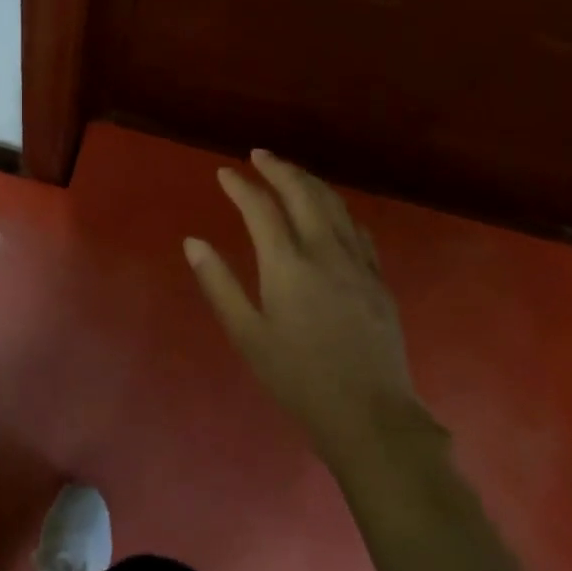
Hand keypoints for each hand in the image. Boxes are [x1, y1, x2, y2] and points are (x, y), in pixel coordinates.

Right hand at [185, 149, 422, 459]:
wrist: (370, 415)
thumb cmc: (298, 378)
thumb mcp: (247, 335)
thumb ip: (219, 283)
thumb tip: (193, 242)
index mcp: (287, 264)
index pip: (261, 209)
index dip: (241, 186)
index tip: (225, 173)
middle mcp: (324, 251)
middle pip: (302, 193)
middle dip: (278, 168)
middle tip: (260, 155)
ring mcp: (357, 262)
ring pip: (333, 203)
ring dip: (309, 180)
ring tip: (290, 171)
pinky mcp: (378, 278)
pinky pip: (357, 228)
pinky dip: (338, 207)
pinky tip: (332, 210)